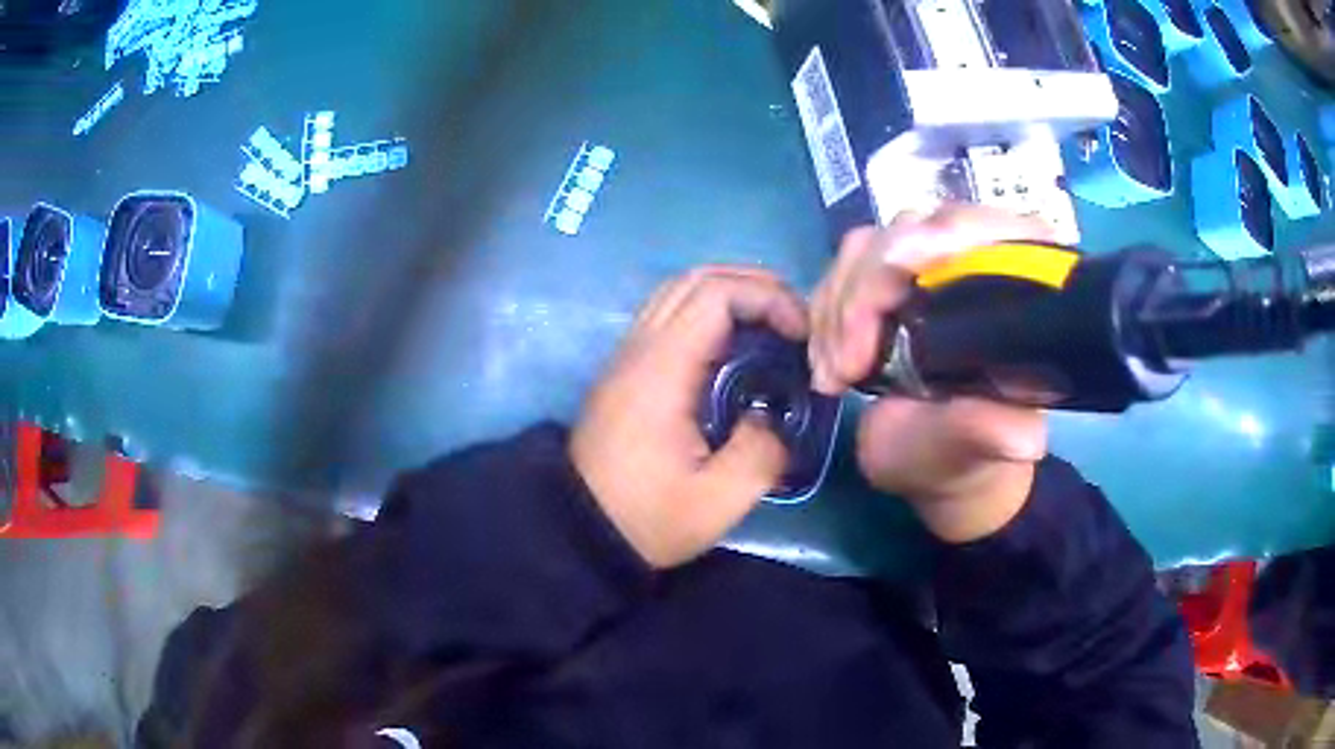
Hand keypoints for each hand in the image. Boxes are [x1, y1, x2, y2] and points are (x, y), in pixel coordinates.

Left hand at [571, 266, 807, 567]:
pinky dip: (710, 312)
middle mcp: (640, 348)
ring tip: (772, 325)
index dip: (766, 298)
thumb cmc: (646, 517)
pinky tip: (736, 347)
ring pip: (679, 291)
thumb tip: (772, 417)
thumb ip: (761, 453)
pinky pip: (669, 314)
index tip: (801, 333)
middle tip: (795, 319)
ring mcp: (628, 355)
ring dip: (730, 293)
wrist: (580, 530)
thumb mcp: (717, 502)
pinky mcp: (627, 369)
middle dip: (755, 285)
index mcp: (661, 371)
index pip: (714, 294)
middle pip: (696, 279)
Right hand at [809, 206, 1050, 542]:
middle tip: (846, 366)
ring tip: (834, 374)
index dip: (947, 232)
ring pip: (867, 246)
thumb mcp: (975, 450)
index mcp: (1018, 294)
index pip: (992, 229)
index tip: (901, 262)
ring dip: (837, 307)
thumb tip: (1026, 437)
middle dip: (868, 290)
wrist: (925, 465)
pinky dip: (824, 312)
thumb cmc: (960, 457)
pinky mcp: (884, 282)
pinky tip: (827, 361)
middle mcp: (972, 264)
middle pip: (912, 228)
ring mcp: (923, 268)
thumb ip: (992, 434)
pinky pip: (841, 270)